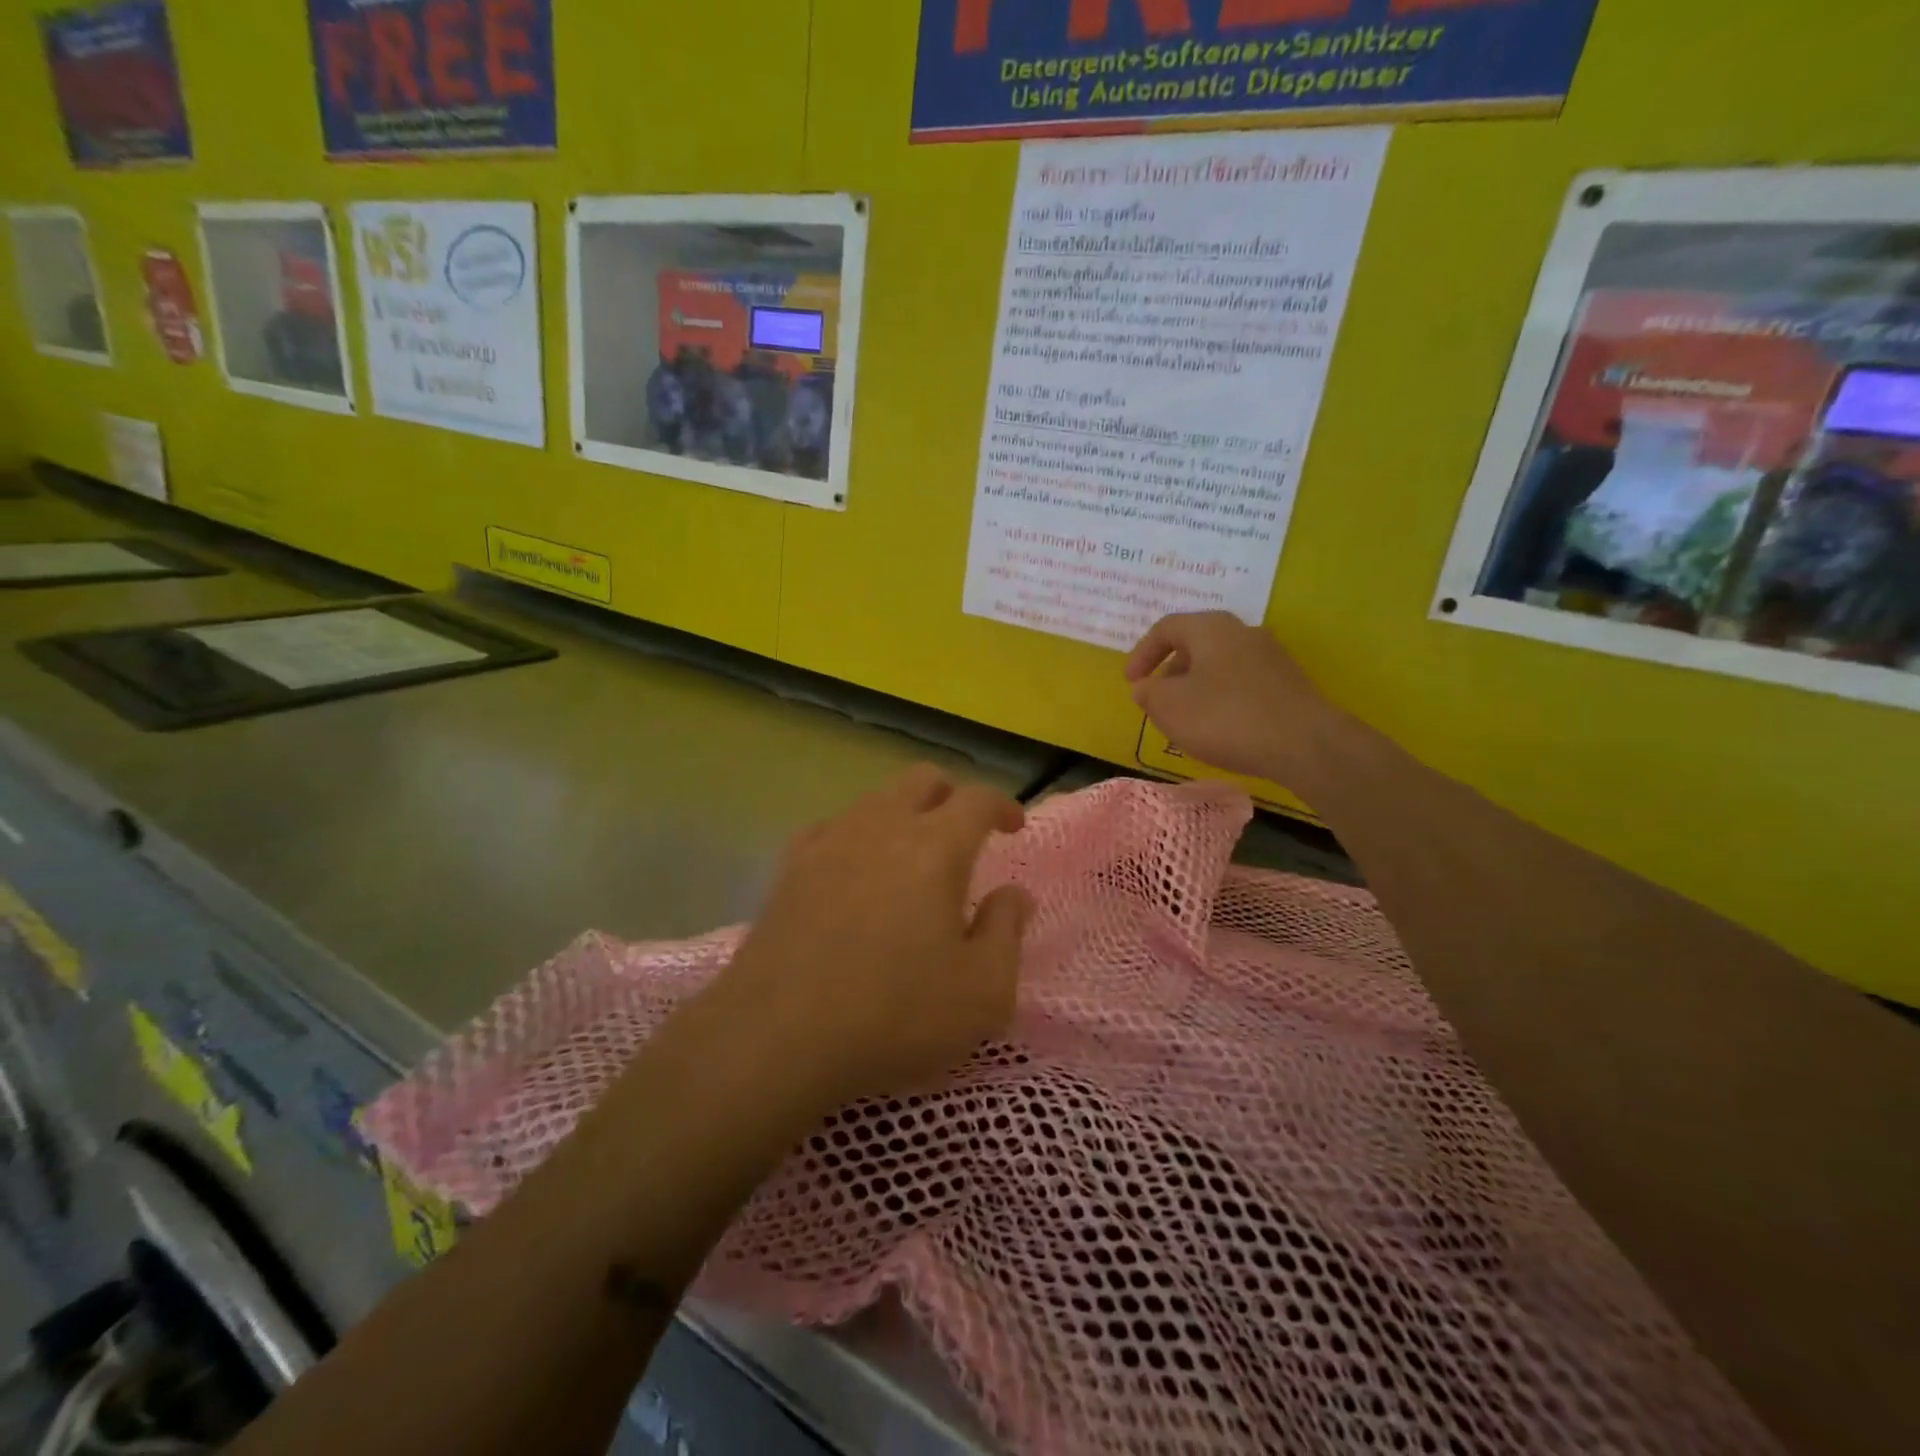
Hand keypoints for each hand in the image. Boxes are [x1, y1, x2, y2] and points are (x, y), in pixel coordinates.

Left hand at [713, 766, 1033, 1109]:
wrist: (775, 1038)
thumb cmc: (893, 1015)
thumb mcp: (982, 992)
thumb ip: (1006, 932)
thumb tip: (1013, 894)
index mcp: (934, 847)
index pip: (976, 799)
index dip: (1001, 805)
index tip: (1013, 827)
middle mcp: (880, 827)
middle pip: (921, 780)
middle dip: (951, 796)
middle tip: (965, 834)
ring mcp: (828, 842)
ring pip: (875, 801)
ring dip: (904, 815)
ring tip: (913, 862)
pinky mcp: (789, 868)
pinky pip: (834, 829)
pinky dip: (859, 838)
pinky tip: (857, 876)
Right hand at [1125, 611, 1336, 785]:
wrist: (1305, 744)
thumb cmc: (1226, 718)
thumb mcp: (1170, 707)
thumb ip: (1148, 694)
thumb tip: (1145, 687)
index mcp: (1210, 628)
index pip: (1166, 628)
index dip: (1141, 654)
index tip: (1132, 683)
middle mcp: (1242, 632)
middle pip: (1195, 645)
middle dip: (1170, 673)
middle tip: (1158, 703)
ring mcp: (1270, 657)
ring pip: (1219, 666)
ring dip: (1196, 689)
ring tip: (1187, 721)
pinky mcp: (1288, 684)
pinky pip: (1242, 684)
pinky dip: (1222, 700)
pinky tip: (1221, 730)